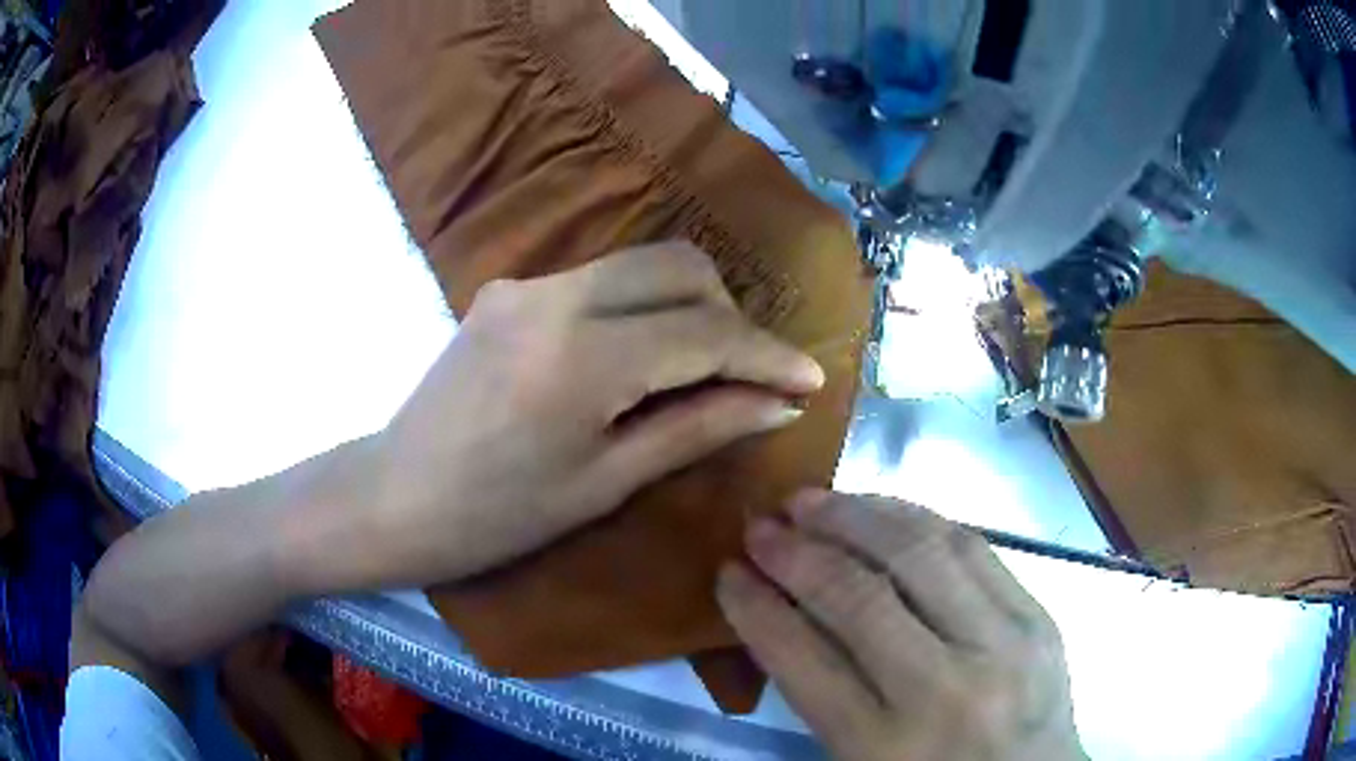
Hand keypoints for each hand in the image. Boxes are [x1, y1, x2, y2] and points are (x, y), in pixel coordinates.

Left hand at [356, 243, 824, 586]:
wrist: (394, 497)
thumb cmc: (498, 516)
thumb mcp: (607, 482)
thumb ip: (698, 428)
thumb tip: (777, 404)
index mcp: (581, 357)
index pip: (705, 331)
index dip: (767, 354)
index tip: (808, 379)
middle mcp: (555, 295)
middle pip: (679, 266)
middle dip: (731, 313)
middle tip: (748, 373)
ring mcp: (525, 283)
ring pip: (640, 263)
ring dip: (688, 304)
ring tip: (702, 367)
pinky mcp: (507, 288)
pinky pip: (599, 280)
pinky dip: (640, 307)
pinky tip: (637, 357)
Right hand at [717, 491, 1083, 760]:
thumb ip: (823, 697)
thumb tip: (782, 615)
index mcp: (884, 747)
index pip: (803, 660)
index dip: (756, 608)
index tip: (728, 573)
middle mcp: (944, 690)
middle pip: (861, 598)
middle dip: (799, 552)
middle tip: (762, 524)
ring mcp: (1003, 645)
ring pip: (922, 553)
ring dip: (858, 516)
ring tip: (815, 500)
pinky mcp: (1039, 616)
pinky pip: (974, 547)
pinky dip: (918, 518)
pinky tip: (884, 508)